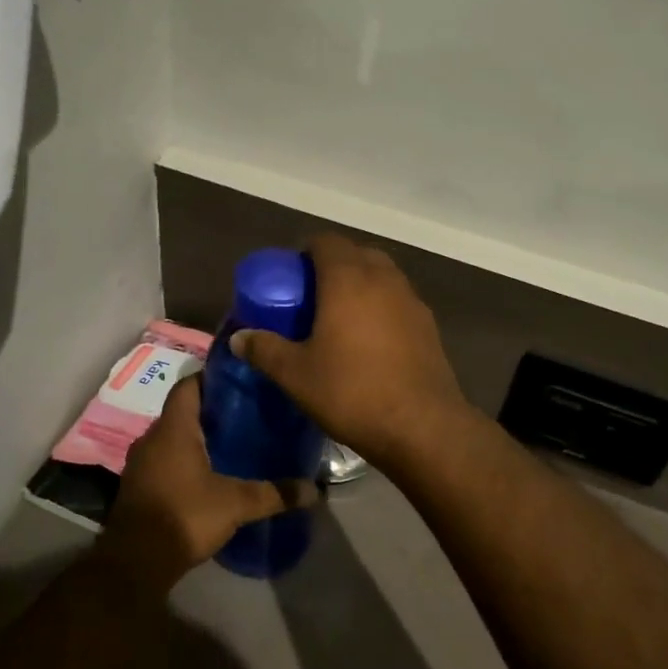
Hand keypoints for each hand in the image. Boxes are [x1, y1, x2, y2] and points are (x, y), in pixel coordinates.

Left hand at [96, 372, 318, 594]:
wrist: (135, 562)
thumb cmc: (184, 516)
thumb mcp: (235, 504)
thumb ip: (274, 494)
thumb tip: (315, 490)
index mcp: (173, 429)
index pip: (189, 386)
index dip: (213, 379)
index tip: (241, 383)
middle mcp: (152, 438)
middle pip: (183, 412)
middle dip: (212, 412)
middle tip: (247, 415)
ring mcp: (141, 463)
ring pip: (173, 438)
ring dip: (198, 438)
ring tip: (233, 444)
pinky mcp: (139, 487)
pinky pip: (165, 461)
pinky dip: (185, 461)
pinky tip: (210, 475)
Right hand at [230, 234, 471, 472]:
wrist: (422, 427)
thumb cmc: (352, 392)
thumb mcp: (296, 375)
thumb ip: (264, 350)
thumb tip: (238, 338)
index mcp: (348, 279)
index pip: (326, 242)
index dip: (305, 252)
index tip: (289, 276)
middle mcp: (384, 279)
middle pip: (356, 254)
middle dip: (333, 266)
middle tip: (311, 297)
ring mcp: (412, 301)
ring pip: (382, 276)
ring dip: (360, 286)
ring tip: (339, 319)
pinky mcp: (429, 326)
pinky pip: (398, 301)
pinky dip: (381, 308)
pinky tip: (369, 342)